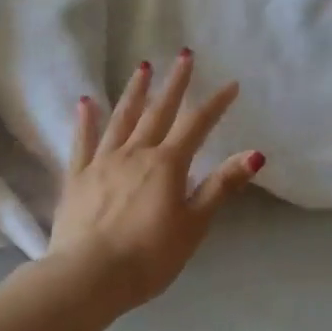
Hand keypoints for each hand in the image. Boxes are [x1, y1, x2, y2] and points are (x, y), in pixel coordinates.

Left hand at [45, 51, 263, 313]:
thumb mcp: (194, 224)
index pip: (196, 125)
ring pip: (121, 119)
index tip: (230, 84)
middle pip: (158, 112)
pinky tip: (86, 102)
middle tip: (184, 55)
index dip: (215, 104)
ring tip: (142, 67)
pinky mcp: (77, 177)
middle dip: (175, 83)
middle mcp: (134, 153)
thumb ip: (221, 186)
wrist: (88, 276)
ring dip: (134, 92)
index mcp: (167, 165)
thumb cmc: (149, 256)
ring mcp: (102, 162)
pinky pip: (82, 142)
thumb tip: (255, 154)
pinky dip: (86, 121)